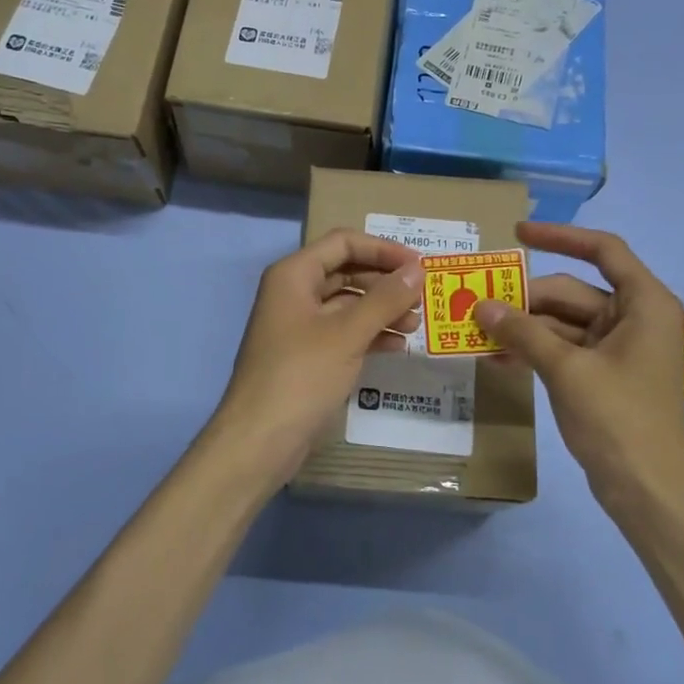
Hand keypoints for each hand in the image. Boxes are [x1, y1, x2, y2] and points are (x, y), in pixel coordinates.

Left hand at [213, 230, 425, 479]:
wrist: (260, 440)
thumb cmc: (301, 376)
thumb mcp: (348, 333)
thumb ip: (385, 298)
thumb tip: (418, 269)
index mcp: (294, 275)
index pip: (344, 242)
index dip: (383, 249)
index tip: (420, 266)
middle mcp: (294, 293)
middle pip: (347, 271)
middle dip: (386, 283)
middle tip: (423, 299)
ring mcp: (299, 326)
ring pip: (348, 305)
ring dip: (382, 310)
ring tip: (415, 326)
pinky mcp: (307, 356)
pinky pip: (344, 333)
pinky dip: (370, 335)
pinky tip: (397, 347)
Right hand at [472, 223, 683, 515]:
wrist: (648, 491)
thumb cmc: (618, 420)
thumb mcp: (566, 370)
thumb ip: (523, 333)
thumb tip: (481, 306)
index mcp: (644, 303)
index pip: (603, 250)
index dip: (559, 236)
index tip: (517, 234)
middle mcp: (634, 317)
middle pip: (572, 291)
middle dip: (526, 298)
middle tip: (476, 304)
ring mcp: (618, 347)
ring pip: (562, 322)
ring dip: (523, 328)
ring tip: (477, 332)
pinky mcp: (603, 374)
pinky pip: (563, 348)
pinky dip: (534, 350)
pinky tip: (497, 358)